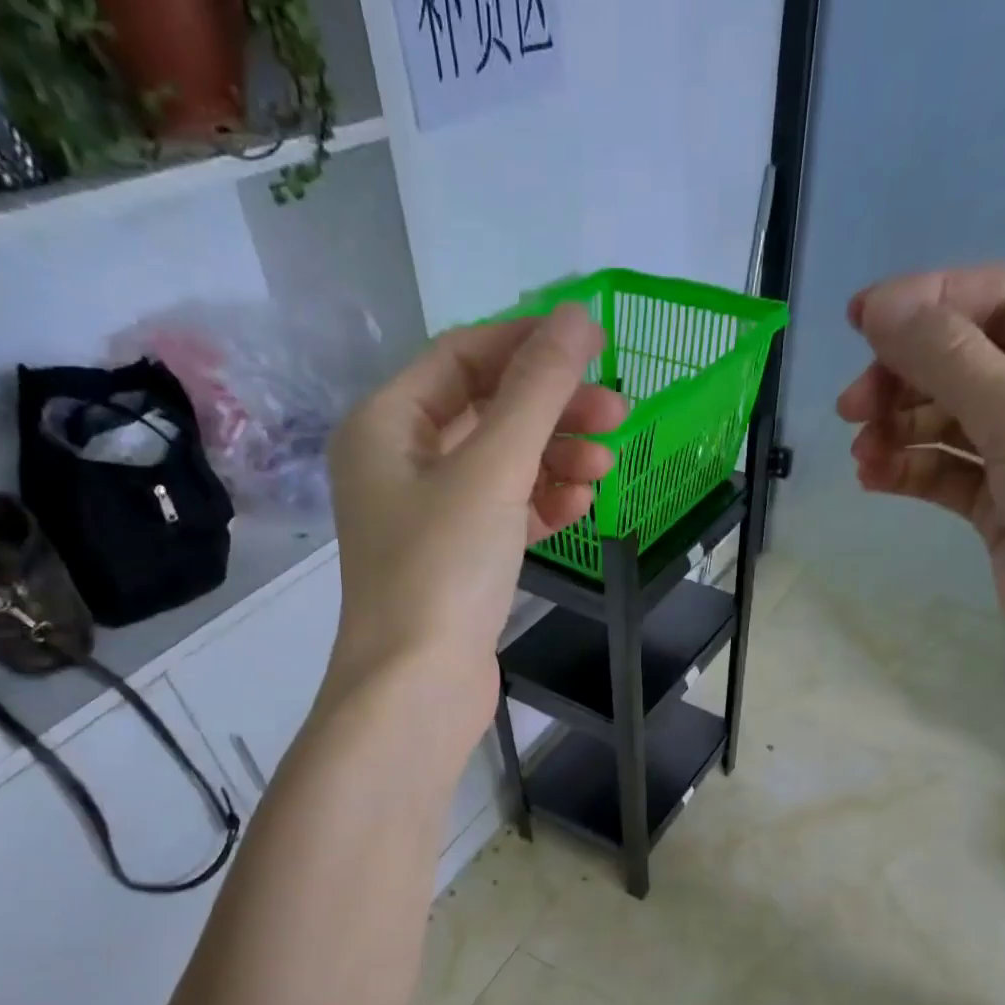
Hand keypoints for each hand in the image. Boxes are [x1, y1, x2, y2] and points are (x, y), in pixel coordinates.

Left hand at [324, 304, 625, 743]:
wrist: (417, 689)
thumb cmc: (443, 569)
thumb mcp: (493, 469)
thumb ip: (538, 391)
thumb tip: (578, 316)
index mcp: (386, 425)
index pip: (463, 357)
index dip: (529, 346)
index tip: (596, 349)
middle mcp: (399, 463)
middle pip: (487, 411)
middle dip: (553, 411)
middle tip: (618, 416)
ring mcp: (428, 516)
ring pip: (502, 465)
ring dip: (555, 460)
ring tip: (604, 471)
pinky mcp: (457, 560)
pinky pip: (504, 513)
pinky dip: (541, 505)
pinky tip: (578, 509)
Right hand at [836, 267, 1004, 678]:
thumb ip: (949, 360)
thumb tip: (880, 306)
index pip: (1004, 299)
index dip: (930, 303)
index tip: (859, 321)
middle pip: (968, 361)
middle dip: (906, 378)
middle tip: (851, 407)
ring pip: (950, 420)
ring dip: (901, 429)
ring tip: (863, 453)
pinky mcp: (1002, 505)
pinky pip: (946, 471)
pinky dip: (910, 470)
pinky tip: (874, 477)